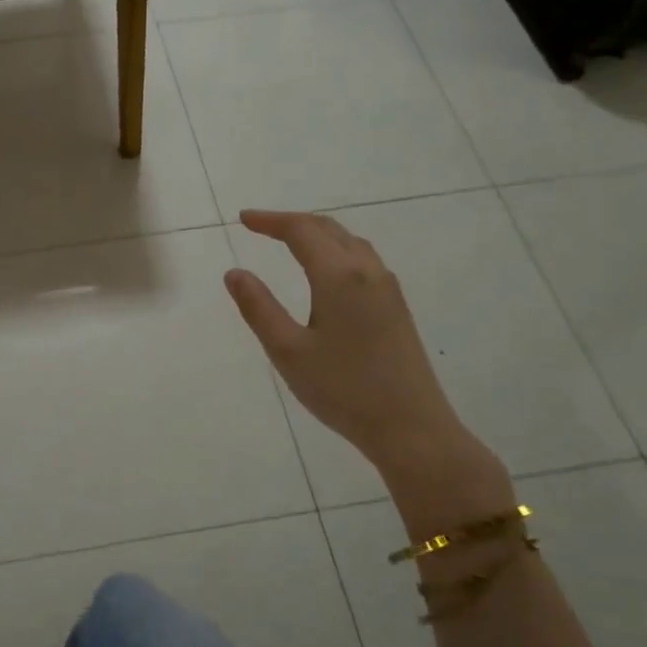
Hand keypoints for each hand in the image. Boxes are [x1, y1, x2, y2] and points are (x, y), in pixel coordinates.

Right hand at [224, 209, 466, 476]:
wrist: (411, 427)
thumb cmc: (342, 389)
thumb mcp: (287, 351)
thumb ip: (258, 308)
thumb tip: (235, 273)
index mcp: (339, 277)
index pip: (301, 231)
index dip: (270, 221)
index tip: (242, 219)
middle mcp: (368, 272)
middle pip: (329, 229)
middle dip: (292, 222)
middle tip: (259, 226)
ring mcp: (387, 289)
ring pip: (350, 243)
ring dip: (317, 233)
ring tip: (289, 241)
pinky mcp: (396, 308)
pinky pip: (363, 260)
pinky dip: (336, 250)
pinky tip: (326, 270)